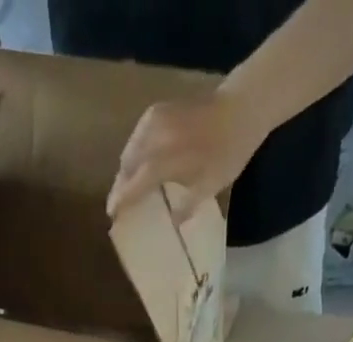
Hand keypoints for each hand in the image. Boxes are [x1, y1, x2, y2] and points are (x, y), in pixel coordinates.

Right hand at [105, 90, 267, 219]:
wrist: (239, 108)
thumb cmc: (227, 152)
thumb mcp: (210, 186)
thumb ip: (187, 205)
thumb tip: (173, 221)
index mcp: (164, 160)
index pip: (135, 184)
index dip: (122, 201)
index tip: (113, 216)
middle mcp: (153, 138)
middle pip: (127, 165)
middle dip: (121, 185)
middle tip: (118, 204)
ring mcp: (153, 120)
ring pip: (130, 149)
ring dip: (126, 169)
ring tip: (126, 187)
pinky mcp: (158, 110)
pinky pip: (138, 136)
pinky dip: (135, 152)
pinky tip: (139, 163)